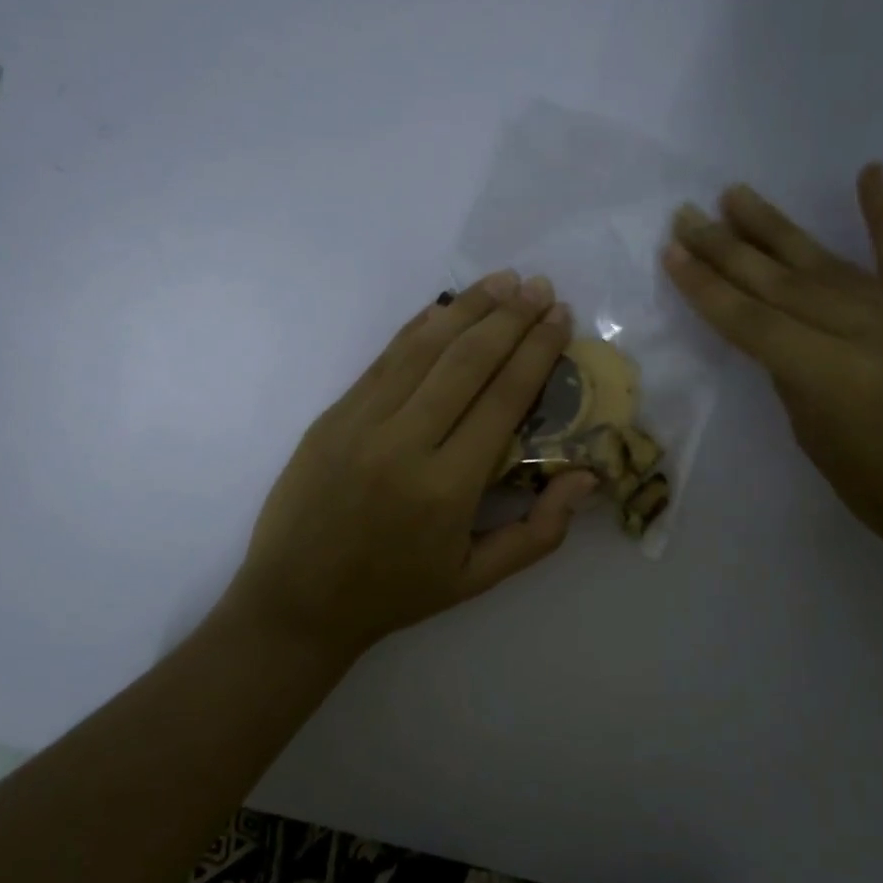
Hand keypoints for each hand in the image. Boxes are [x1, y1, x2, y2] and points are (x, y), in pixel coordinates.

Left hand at [232, 273, 596, 662]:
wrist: (296, 601)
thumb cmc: (394, 593)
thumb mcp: (476, 579)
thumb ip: (539, 533)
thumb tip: (586, 477)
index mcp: (447, 488)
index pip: (503, 399)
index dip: (537, 351)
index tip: (561, 318)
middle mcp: (404, 443)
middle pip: (467, 362)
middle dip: (510, 318)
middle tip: (541, 287)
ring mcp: (361, 423)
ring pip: (423, 349)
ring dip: (467, 309)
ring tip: (503, 280)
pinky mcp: (333, 415)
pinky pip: (383, 359)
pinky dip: (418, 327)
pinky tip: (444, 307)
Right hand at [663, 165, 882, 580]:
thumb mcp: (818, 443)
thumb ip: (794, 379)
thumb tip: (779, 337)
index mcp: (830, 374)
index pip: (751, 321)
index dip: (706, 287)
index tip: (671, 252)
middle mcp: (866, 331)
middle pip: (780, 282)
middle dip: (727, 248)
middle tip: (687, 215)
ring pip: (825, 263)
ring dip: (776, 228)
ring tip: (736, 195)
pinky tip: (869, 172)